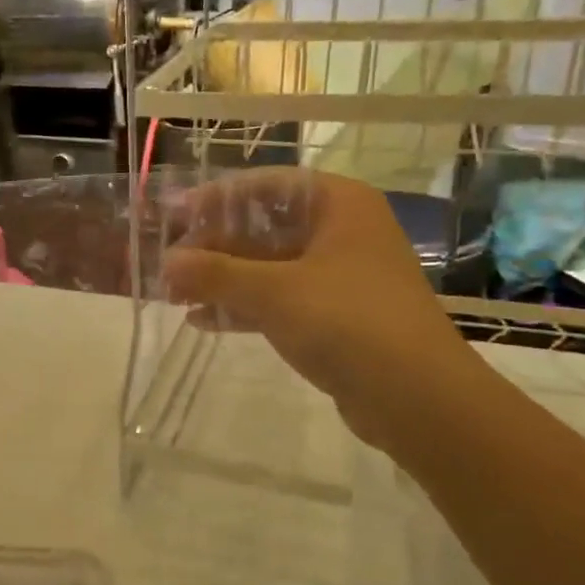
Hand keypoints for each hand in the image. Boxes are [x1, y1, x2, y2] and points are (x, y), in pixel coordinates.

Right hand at [162, 169, 484, 452]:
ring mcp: (339, 276)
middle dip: (213, 247)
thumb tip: (167, 263)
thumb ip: (215, 273)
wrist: (417, 398)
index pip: (266, 186)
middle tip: (168, 264)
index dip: (216, 198)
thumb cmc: (348, 322)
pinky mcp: (335, 316)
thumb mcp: (274, 292)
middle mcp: (341, 232)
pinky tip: (202, 321)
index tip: (174, 214)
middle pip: (264, 227)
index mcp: (338, 205)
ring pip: (268, 266)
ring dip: (222, 279)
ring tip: (174, 295)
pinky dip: (243, 307)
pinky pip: (279, 300)